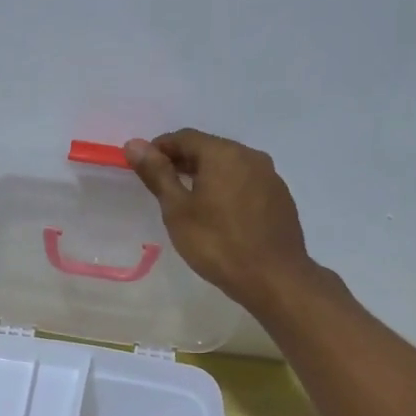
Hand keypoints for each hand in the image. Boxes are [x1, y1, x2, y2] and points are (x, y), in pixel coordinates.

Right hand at [125, 129, 313, 311]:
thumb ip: (157, 174)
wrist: (274, 279)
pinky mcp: (281, 198)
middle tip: (162, 186)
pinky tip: (219, 215)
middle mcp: (251, 156)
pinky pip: (246, 183)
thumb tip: (134, 144)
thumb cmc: (218, 243)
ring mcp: (270, 177)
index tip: (143, 168)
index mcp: (224, 153)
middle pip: (209, 149)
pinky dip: (227, 189)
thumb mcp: (178, 210)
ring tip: (188, 202)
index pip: (184, 137)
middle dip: (182, 162)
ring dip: (206, 176)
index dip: (159, 149)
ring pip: (229, 166)